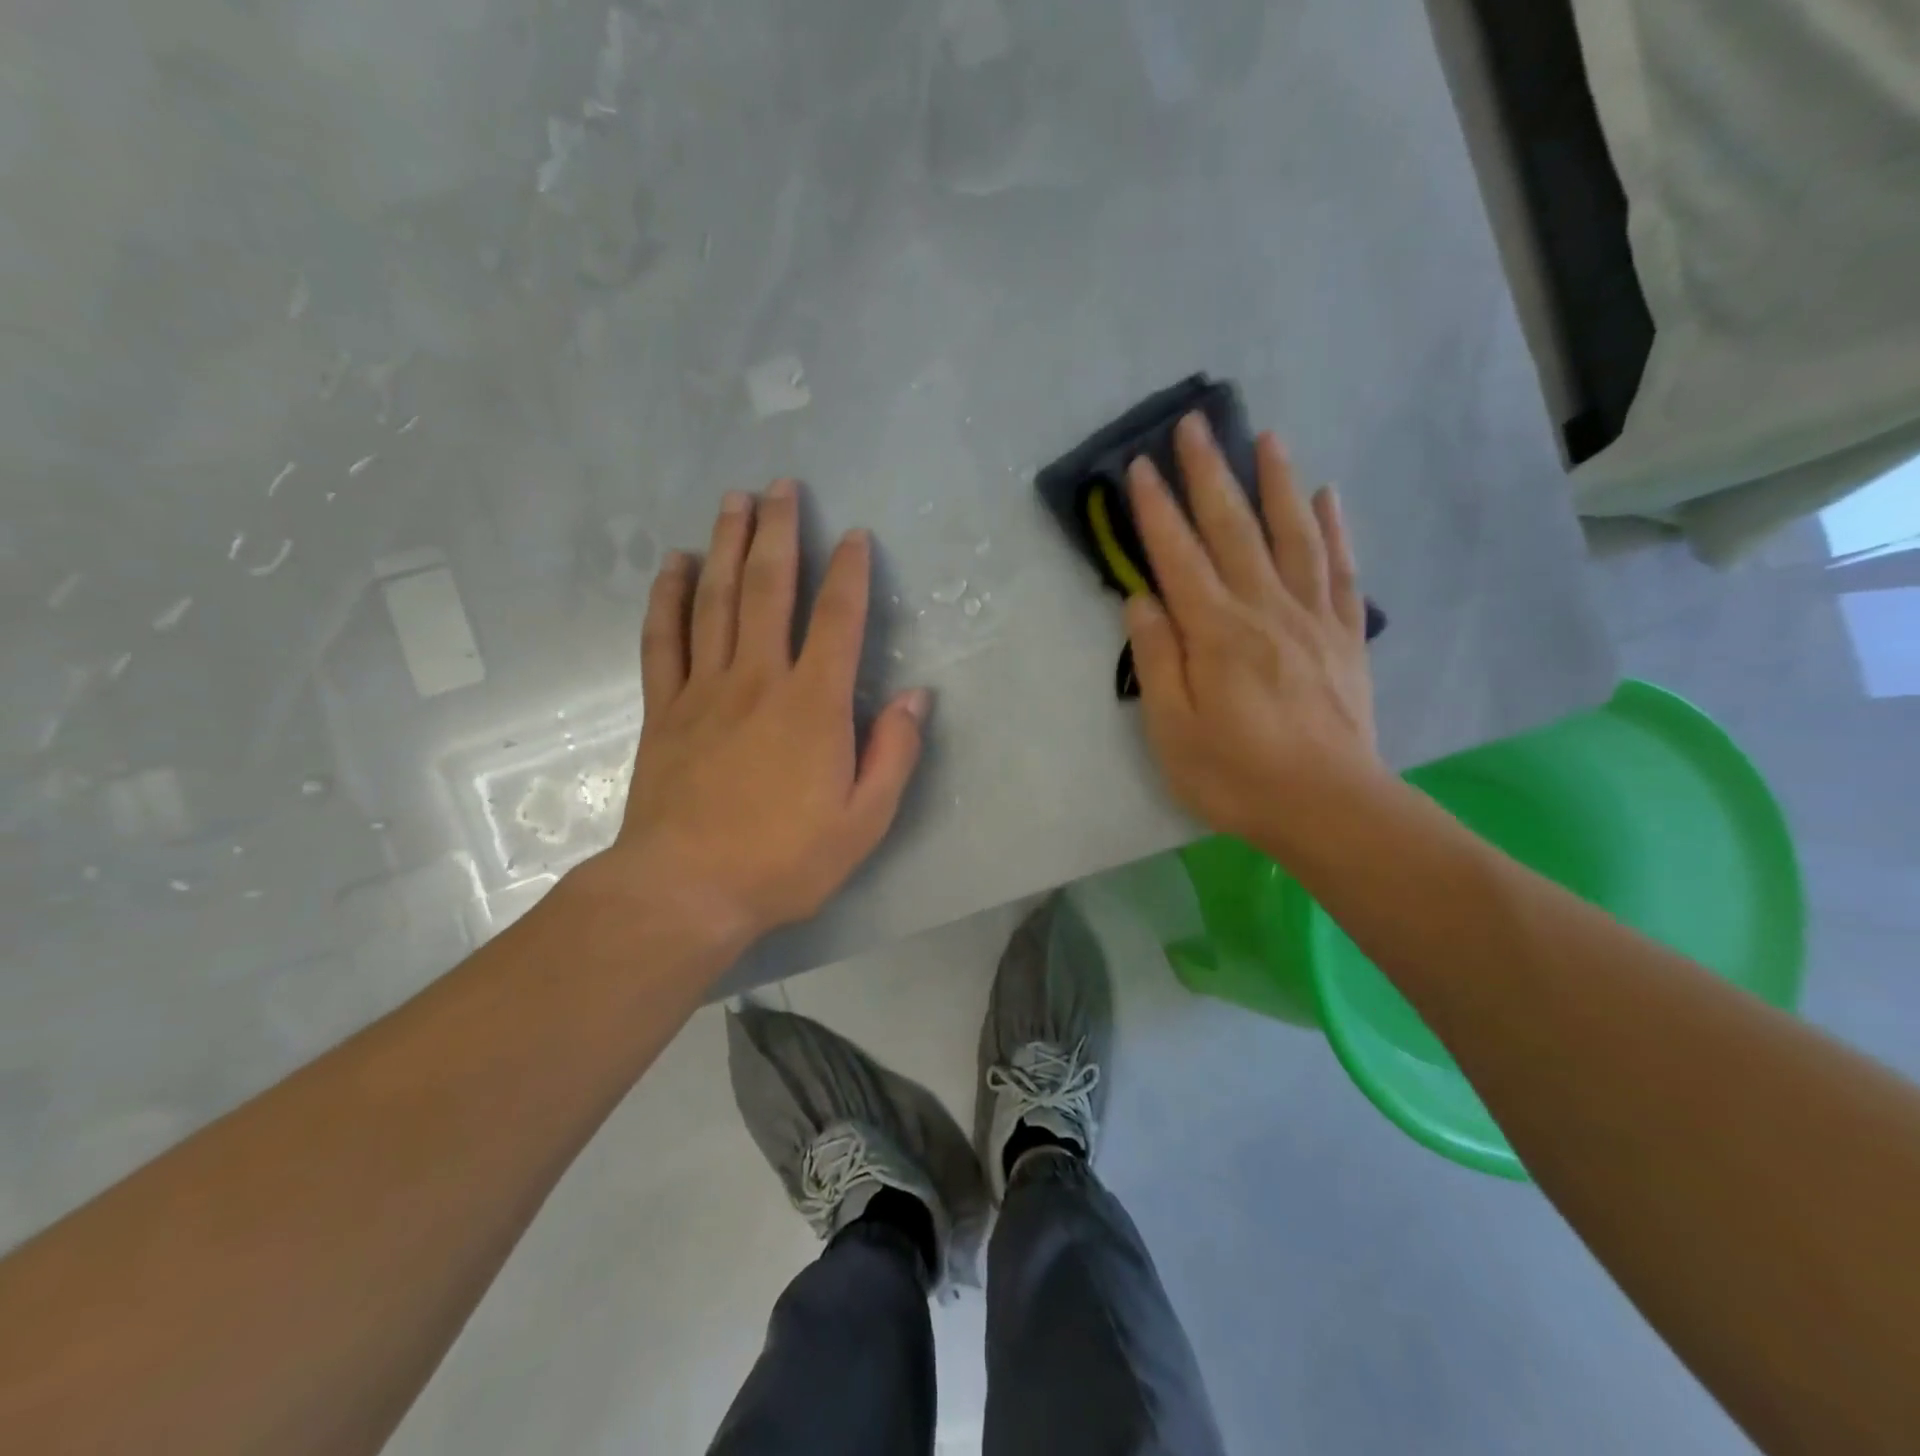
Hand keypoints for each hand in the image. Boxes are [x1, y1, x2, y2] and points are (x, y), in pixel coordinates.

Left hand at [594, 481, 929, 949]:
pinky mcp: (664, 708)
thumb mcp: (865, 821)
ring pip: (717, 600)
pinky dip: (669, 596)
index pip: (839, 620)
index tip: (856, 536)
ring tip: (735, 501)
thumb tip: (916, 697)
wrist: (686, 891)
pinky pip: (663, 638)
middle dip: (781, 532)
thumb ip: (894, 753)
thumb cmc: (784, 860)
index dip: (851, 573)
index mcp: (813, 705)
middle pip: (770, 589)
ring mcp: (704, 689)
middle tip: (783, 486)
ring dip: (728, 545)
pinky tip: (676, 564)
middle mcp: (758, 679)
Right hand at [1124, 413, 1382, 850]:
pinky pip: (1340, 570)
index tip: (1140, 466)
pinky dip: (1334, 529)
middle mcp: (1263, 609)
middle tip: (1195, 425)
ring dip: (1276, 483)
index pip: (1178, 556)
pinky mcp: (1344, 635)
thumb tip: (1141, 600)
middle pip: (1233, 529)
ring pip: (1292, 535)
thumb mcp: (1172, 730)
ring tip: (1267, 438)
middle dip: (1209, 474)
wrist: (1328, 806)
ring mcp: (1310, 618)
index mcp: (1215, 632)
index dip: (1156, 509)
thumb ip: (1156, 659)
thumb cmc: (1236, 774)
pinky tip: (1328, 497)